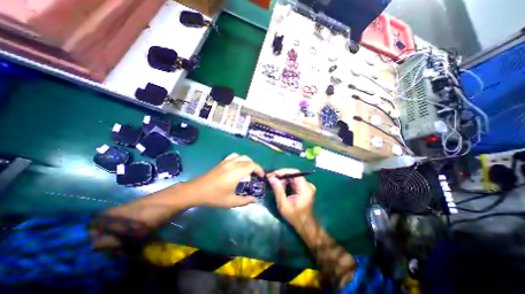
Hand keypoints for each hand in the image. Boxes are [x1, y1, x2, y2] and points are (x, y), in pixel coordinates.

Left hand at [187, 153, 263, 207]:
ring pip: (241, 156)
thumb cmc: (214, 197)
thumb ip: (245, 200)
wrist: (196, 191)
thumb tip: (254, 199)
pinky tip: (238, 165)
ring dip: (248, 161)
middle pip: (248, 160)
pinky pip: (234, 156)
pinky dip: (239, 158)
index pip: (252, 165)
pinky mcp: (222, 162)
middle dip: (255, 166)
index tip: (262, 177)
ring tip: (248, 170)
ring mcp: (226, 162)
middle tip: (256, 175)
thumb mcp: (231, 202)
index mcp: (236, 172)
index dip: (259, 170)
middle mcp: (233, 164)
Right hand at [267, 169, 314, 227]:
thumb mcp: (283, 204)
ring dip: (283, 179)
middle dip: (281, 176)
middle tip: (271, 179)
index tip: (273, 174)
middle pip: (293, 175)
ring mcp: (307, 186)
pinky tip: (280, 187)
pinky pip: (294, 181)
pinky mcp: (305, 188)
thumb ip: (278, 190)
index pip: (295, 173)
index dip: (283, 171)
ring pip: (293, 177)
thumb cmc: (294, 216)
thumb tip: (271, 177)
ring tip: (274, 184)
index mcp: (305, 189)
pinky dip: (286, 183)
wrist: (304, 224)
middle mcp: (308, 185)